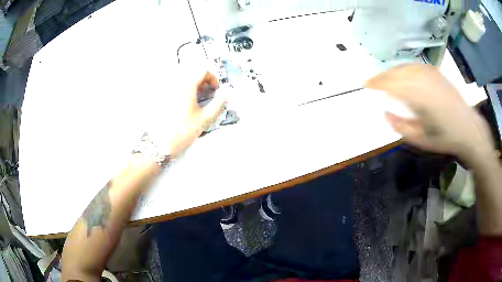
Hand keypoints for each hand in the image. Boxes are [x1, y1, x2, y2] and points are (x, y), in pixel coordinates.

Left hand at [153, 71, 226, 156]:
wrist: (162, 142)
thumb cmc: (183, 130)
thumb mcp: (204, 119)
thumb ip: (217, 105)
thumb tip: (225, 96)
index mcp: (187, 86)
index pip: (202, 71)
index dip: (212, 78)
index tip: (215, 89)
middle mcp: (176, 84)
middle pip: (192, 73)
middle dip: (203, 81)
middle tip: (207, 93)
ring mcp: (168, 90)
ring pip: (184, 79)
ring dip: (194, 85)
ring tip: (197, 98)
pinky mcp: (163, 97)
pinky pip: (176, 87)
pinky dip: (184, 90)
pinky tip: (186, 103)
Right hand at [365, 64, 492, 162]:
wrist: (468, 128)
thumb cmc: (446, 138)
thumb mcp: (422, 140)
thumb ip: (401, 127)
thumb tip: (384, 113)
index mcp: (420, 98)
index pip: (393, 84)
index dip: (377, 82)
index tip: (366, 85)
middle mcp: (425, 81)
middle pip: (397, 72)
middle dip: (383, 76)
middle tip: (373, 82)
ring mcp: (431, 74)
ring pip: (405, 67)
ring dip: (392, 71)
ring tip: (385, 78)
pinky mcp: (436, 72)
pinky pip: (415, 66)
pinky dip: (404, 68)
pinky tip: (402, 74)